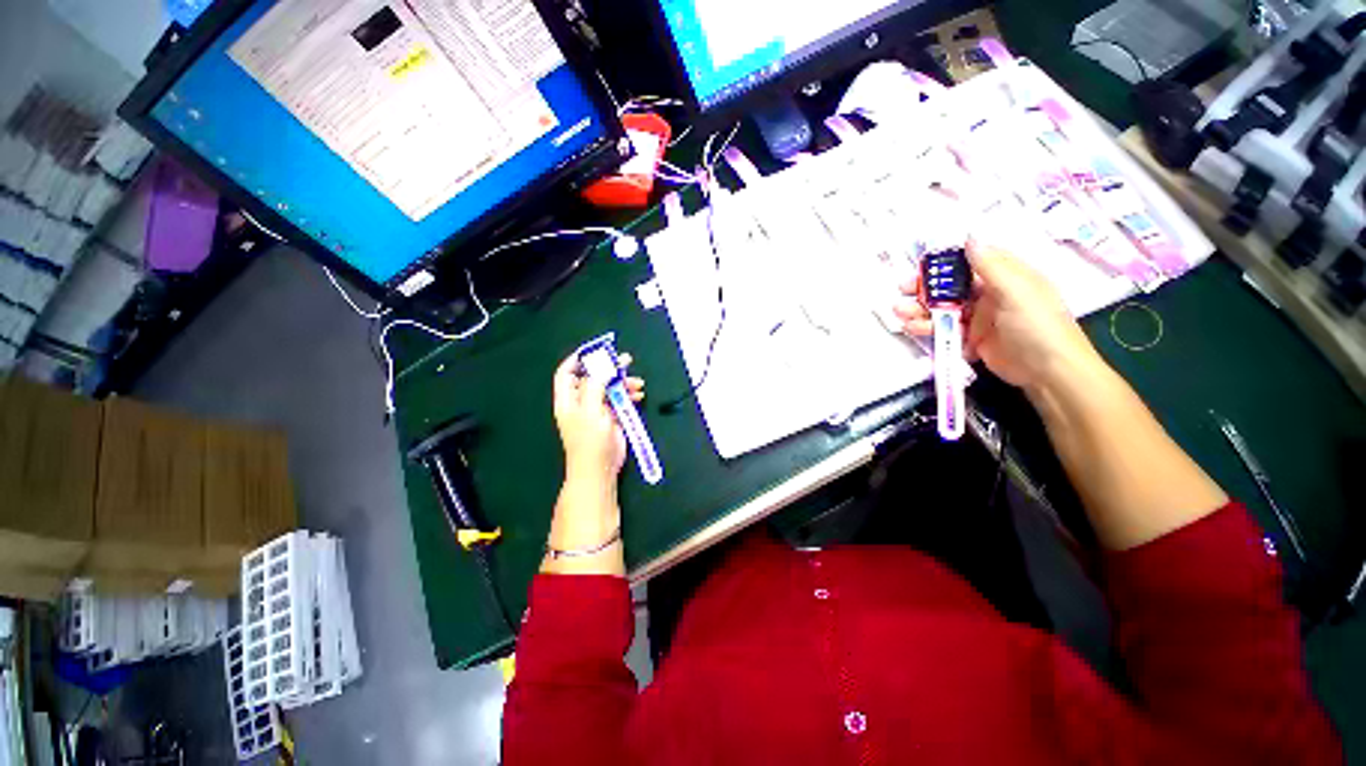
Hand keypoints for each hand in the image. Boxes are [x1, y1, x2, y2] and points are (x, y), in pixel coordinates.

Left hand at [552, 351, 644, 482]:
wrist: (600, 470)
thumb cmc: (590, 441)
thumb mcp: (590, 411)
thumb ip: (594, 386)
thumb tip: (601, 366)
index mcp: (568, 400)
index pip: (567, 373)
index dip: (578, 359)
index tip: (596, 350)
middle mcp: (581, 402)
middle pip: (592, 377)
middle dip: (608, 368)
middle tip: (626, 360)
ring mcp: (597, 410)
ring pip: (609, 388)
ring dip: (623, 383)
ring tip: (638, 383)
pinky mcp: (610, 418)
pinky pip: (619, 400)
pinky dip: (628, 395)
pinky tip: (639, 395)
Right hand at [893, 238, 1102, 393]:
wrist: (1049, 372)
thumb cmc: (1037, 325)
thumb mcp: (1016, 291)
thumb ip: (990, 265)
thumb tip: (970, 237)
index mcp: (1004, 277)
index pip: (969, 262)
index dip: (944, 262)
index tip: (920, 266)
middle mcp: (989, 294)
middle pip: (950, 286)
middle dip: (925, 288)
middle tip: (902, 290)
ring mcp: (979, 318)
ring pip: (943, 309)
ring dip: (920, 309)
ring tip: (900, 312)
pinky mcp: (971, 339)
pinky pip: (944, 330)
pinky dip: (927, 329)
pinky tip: (912, 328)